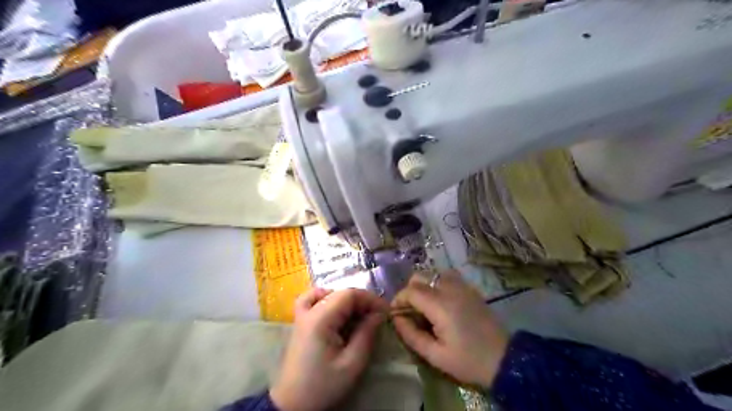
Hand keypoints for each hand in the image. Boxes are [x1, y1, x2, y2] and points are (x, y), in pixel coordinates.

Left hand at [270, 287, 388, 410]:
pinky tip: (335, 311)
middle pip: (339, 293)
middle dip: (361, 301)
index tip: (386, 311)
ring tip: (358, 315)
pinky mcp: (300, 323)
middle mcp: (309, 311)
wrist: (293, 405)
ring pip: (327, 293)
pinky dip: (326, 299)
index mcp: (320, 319)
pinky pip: (311, 300)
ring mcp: (302, 316)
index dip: (370, 299)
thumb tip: (379, 313)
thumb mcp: (352, 364)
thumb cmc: (323, 386)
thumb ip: (367, 334)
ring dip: (346, 301)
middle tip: (376, 317)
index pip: (349, 294)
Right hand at [392, 269, 506, 388]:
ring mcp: (462, 286)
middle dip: (409, 291)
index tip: (395, 314)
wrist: (505, 359)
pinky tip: (441, 301)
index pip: (410, 291)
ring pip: (433, 273)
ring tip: (425, 305)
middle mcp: (450, 289)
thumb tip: (396, 319)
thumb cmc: (468, 360)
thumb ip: (411, 335)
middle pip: (419, 276)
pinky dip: (438, 283)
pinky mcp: (470, 288)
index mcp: (440, 305)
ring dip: (424, 285)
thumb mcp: (435, 355)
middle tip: (410, 311)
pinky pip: (448, 276)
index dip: (398, 300)